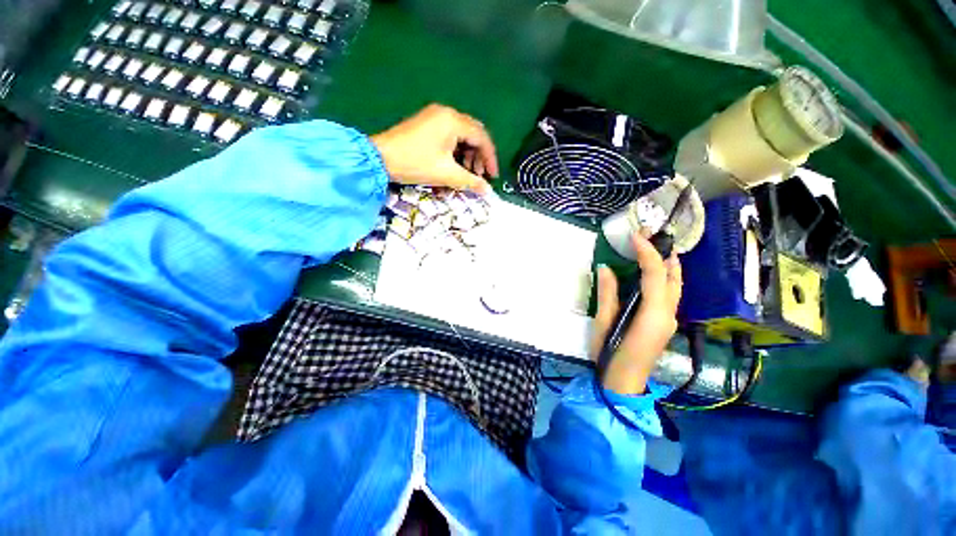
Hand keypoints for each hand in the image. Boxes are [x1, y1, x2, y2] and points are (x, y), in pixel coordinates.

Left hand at [370, 104, 498, 192]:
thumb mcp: (446, 174)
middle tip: (480, 175)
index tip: (493, 176)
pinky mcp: (427, 124)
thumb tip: (487, 190)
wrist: (379, 158)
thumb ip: (470, 181)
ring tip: (467, 173)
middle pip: (474, 134)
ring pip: (462, 135)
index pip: (482, 137)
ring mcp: (435, 117)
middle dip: (480, 157)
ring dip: (468, 155)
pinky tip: (454, 165)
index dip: (490, 158)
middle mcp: (447, 113)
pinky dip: (456, 151)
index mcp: (453, 121)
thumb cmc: (415, 164)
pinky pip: (450, 136)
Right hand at [590, 232, 682, 394]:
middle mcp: (669, 314)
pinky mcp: (665, 323)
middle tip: (650, 237)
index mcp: (653, 314)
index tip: (635, 235)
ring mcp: (670, 320)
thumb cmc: (610, 353)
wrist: (623, 383)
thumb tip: (605, 268)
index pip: (655, 274)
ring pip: (676, 286)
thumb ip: (608, 293)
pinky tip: (653, 273)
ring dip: (667, 265)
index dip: (647, 252)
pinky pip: (670, 294)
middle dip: (664, 254)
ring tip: (654, 248)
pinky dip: (664, 278)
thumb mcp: (603, 321)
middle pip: (673, 277)